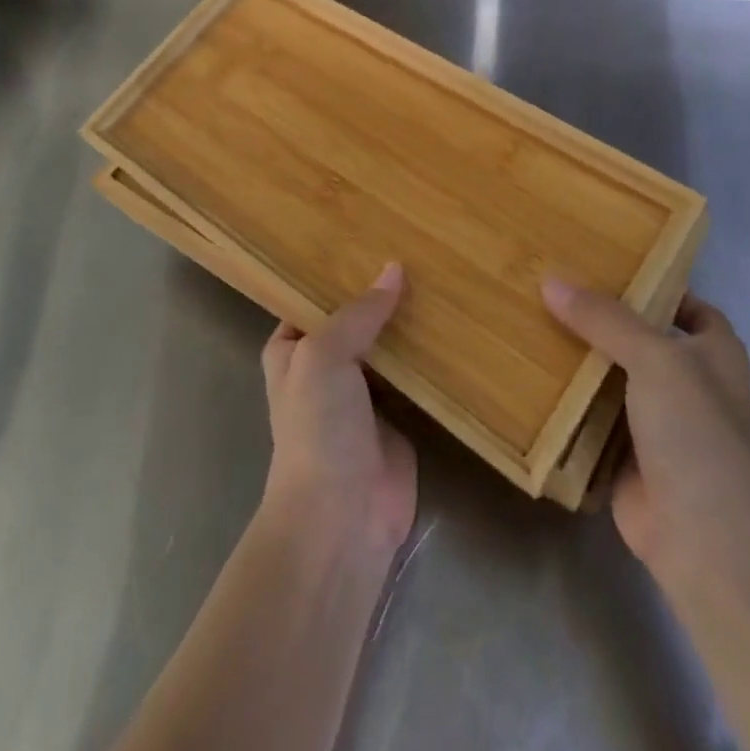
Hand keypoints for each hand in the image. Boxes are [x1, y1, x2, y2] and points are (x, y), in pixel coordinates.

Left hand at [259, 263, 417, 567]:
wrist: (342, 517)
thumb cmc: (317, 426)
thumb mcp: (324, 354)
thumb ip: (358, 312)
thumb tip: (394, 268)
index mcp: (293, 346)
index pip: (314, 295)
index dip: (338, 269)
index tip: (372, 233)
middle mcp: (325, 364)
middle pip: (356, 317)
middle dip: (380, 292)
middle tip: (419, 248)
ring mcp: (363, 390)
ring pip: (388, 344)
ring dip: (409, 321)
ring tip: (442, 274)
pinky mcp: (399, 415)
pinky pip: (416, 375)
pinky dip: (431, 355)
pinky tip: (456, 322)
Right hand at [543, 281, 749, 581]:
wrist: (701, 535)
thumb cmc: (695, 431)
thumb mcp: (654, 358)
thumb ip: (604, 319)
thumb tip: (550, 281)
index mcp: (715, 356)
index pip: (692, 308)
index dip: (660, 287)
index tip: (611, 267)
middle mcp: (690, 385)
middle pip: (643, 340)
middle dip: (604, 320)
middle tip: (554, 288)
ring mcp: (659, 423)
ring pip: (614, 378)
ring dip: (582, 360)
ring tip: (533, 321)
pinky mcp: (627, 455)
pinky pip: (592, 416)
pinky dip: (569, 401)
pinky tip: (532, 376)